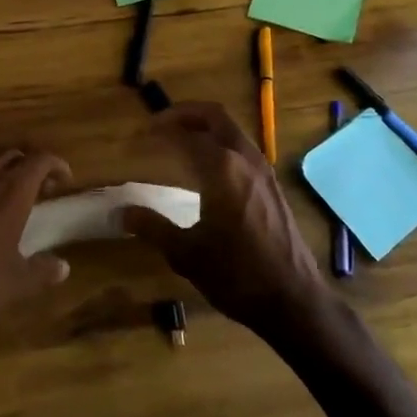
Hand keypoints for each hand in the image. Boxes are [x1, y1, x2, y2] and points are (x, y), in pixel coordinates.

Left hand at [0, 147, 72, 350]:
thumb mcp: (20, 281)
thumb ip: (45, 270)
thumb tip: (63, 267)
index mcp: (13, 191)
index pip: (40, 160)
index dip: (56, 164)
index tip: (64, 179)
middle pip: (15, 155)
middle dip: (31, 166)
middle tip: (40, 188)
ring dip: (3, 166)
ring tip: (9, 187)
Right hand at [120, 101, 328, 332]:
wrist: (294, 302)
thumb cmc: (236, 275)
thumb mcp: (185, 254)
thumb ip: (152, 227)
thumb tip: (122, 212)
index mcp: (221, 169)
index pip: (185, 134)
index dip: (160, 130)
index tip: (140, 135)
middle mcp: (245, 160)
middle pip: (215, 117)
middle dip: (185, 113)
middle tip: (160, 123)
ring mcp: (264, 172)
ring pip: (232, 131)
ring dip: (206, 127)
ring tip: (180, 140)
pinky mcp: (273, 187)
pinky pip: (243, 149)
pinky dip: (221, 144)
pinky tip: (208, 170)